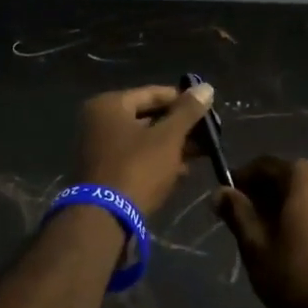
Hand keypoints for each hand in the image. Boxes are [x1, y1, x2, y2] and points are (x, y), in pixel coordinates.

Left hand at [73, 83, 214, 220]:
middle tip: (208, 135)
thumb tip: (207, 87)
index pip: (154, 93)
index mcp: (109, 105)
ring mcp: (99, 148)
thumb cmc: (137, 168)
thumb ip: (188, 111)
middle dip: (180, 127)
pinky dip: (158, 161)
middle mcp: (99, 121)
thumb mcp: (168, 137)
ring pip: (144, 140)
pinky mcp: (105, 172)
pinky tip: (182, 171)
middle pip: (149, 117)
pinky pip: (136, 158)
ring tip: (202, 154)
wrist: (105, 219)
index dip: (184, 101)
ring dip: (172, 146)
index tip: (208, 111)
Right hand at [214, 158, 307, 307]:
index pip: (264, 166)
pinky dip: (307, 216)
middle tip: (244, 220)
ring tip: (267, 235)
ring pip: (307, 194)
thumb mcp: (255, 245)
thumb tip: (219, 192)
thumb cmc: (295, 276)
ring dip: (286, 206)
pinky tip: (295, 243)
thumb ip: (236, 212)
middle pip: (288, 177)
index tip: (226, 200)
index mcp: (305, 176)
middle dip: (264, 194)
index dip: (241, 180)